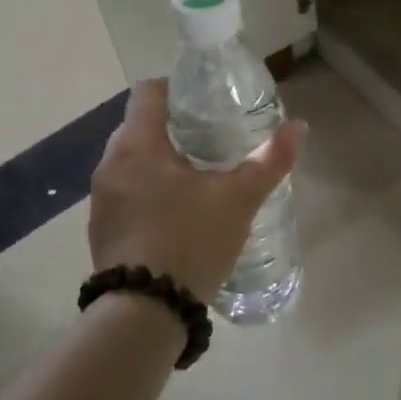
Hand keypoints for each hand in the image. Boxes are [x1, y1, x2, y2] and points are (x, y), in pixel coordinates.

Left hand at [89, 79, 306, 299]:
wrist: (145, 311)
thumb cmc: (191, 240)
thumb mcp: (239, 198)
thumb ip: (270, 159)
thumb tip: (299, 127)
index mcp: (138, 144)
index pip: (148, 92)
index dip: (177, 88)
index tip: (206, 101)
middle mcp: (110, 163)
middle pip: (139, 126)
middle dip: (173, 127)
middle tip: (211, 140)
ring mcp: (101, 198)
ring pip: (132, 162)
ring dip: (159, 162)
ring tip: (197, 179)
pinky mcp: (101, 229)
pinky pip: (125, 193)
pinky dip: (148, 192)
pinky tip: (176, 216)